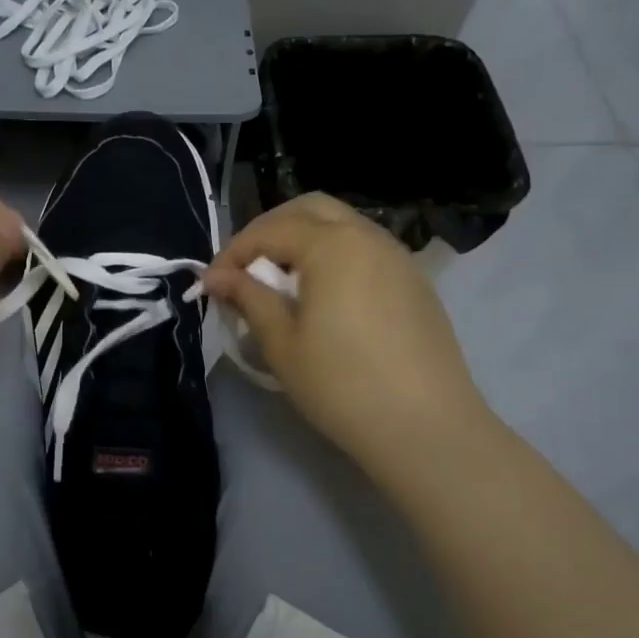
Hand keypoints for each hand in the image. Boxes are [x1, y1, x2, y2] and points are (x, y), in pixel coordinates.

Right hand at [202, 194, 496, 476]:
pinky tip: (323, 295)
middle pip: (310, 209)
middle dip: (270, 230)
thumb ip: (249, 298)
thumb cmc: (342, 385)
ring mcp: (398, 256)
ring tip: (280, 281)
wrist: (427, 427)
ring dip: (304, 240)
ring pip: (342, 225)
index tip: (211, 283)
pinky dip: (334, 255)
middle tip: (246, 267)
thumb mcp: (282, 343)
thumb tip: (217, 277)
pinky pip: (365, 249)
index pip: (269, 230)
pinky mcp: (414, 282)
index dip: (233, 252)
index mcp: (332, 245)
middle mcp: (368, 237)